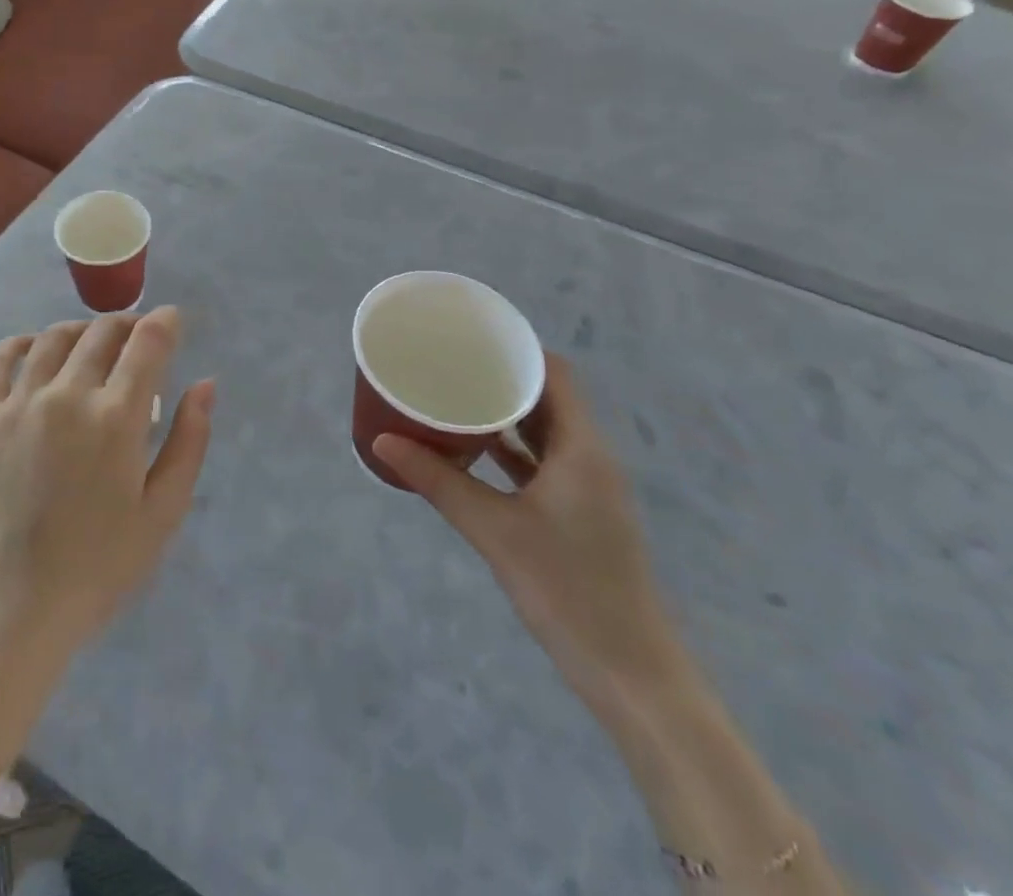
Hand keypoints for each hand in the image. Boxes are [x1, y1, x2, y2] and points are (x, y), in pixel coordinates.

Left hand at [0, 307, 214, 668]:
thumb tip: (205, 384)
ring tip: (94, 342)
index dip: (165, 322)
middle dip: (129, 324)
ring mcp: (18, 402)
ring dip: (82, 329)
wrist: (8, 611)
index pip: (147, 342)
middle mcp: (67, 395)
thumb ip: (189, 441)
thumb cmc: (97, 568)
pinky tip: (37, 349)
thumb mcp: (163, 512)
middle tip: (139, 337)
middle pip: (102, 332)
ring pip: (54, 337)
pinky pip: (0, 358)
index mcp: (116, 418)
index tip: (173, 320)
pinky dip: (24, 342)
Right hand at [374, 357, 685, 712]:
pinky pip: (543, 463)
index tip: (472, 337)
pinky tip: (474, 451)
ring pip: (545, 432)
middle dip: (502, 378)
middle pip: (549, 398)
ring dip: (506, 414)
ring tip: (455, 396)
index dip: (518, 349)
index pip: (555, 374)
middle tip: (451, 364)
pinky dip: (511, 450)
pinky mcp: (580, 514)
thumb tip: (382, 440)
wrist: (630, 673)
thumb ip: (439, 481)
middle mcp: (590, 458)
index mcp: (582, 448)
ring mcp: (588, 488)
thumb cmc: (567, 589)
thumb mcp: (494, 530)